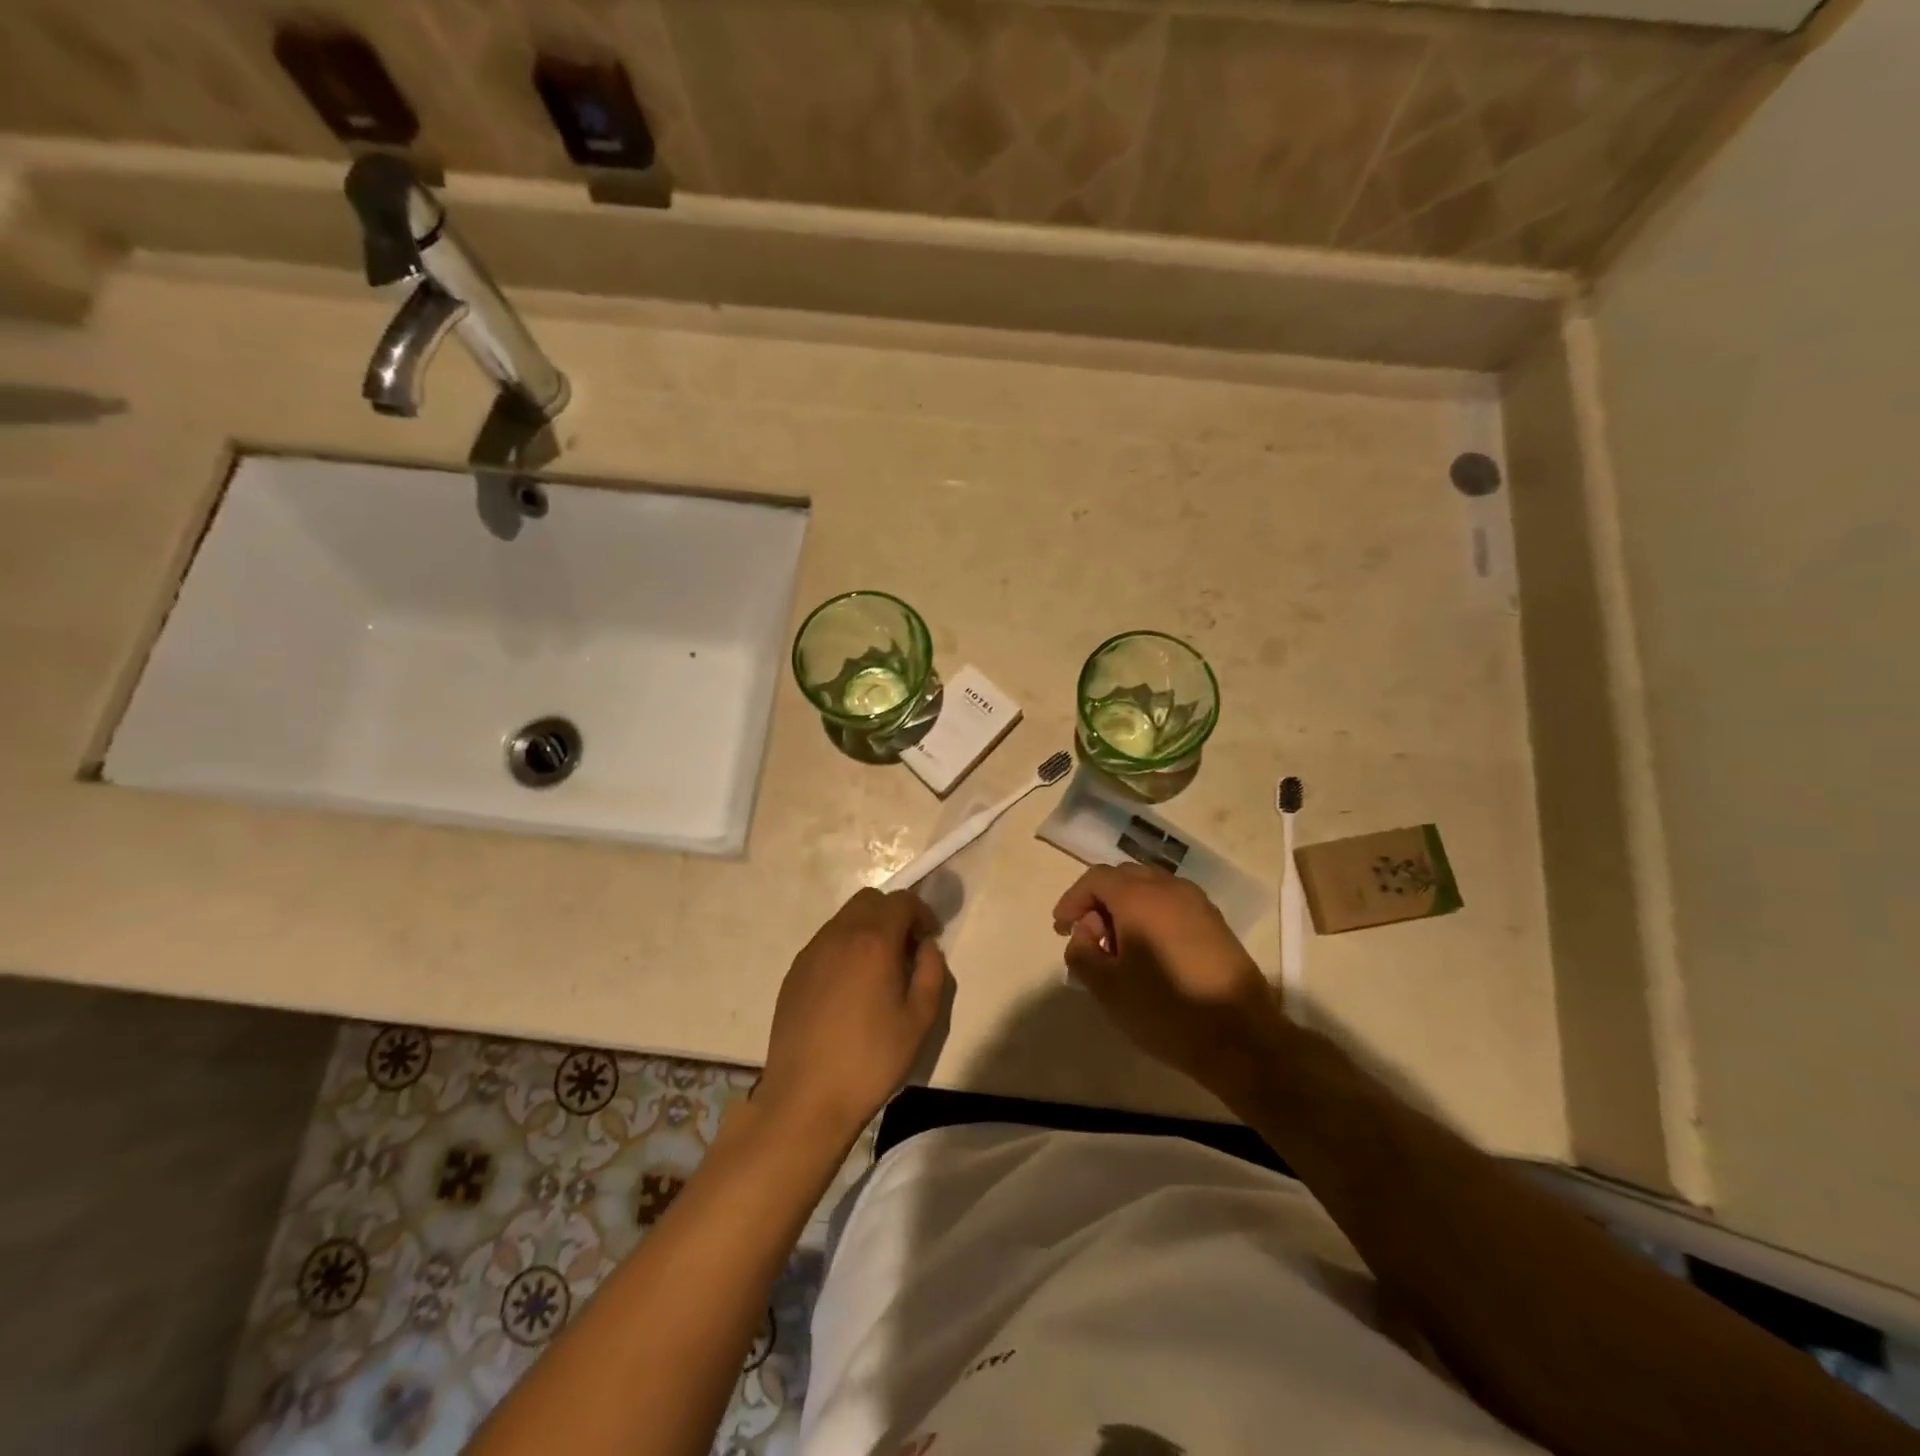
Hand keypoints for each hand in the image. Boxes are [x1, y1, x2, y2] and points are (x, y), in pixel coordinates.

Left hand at [756, 888, 947, 1141]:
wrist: (806, 1097)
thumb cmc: (871, 1059)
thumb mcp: (920, 1020)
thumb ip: (932, 973)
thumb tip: (926, 949)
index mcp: (873, 942)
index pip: (901, 902)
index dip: (922, 912)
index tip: (930, 938)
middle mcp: (839, 935)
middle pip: (870, 901)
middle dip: (893, 914)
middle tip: (907, 949)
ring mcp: (812, 952)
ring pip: (845, 918)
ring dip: (868, 929)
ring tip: (878, 969)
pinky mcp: (794, 972)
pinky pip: (826, 942)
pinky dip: (845, 947)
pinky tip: (850, 987)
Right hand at [1052, 864, 1286, 1095]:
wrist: (1242, 1038)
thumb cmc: (1166, 1011)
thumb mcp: (1108, 988)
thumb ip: (1082, 953)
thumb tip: (1083, 933)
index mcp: (1139, 898)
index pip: (1096, 879)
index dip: (1073, 899)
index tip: (1061, 928)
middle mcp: (1169, 888)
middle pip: (1124, 878)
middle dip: (1099, 901)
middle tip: (1088, 936)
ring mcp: (1197, 903)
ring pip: (1150, 889)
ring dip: (1126, 907)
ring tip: (1118, 947)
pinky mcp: (1215, 922)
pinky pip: (1172, 904)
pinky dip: (1151, 915)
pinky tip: (1150, 952)